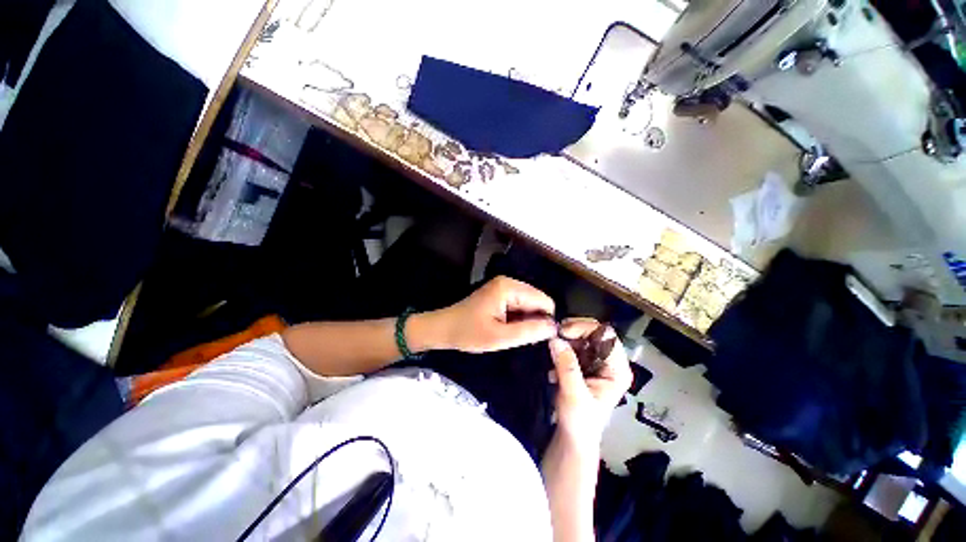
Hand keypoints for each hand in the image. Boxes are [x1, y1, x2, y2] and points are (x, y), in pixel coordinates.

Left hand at [428, 276, 556, 352]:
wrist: (444, 328)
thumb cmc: (469, 333)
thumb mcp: (499, 337)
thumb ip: (528, 331)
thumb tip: (555, 328)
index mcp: (509, 288)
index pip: (544, 301)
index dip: (546, 320)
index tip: (539, 339)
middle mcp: (509, 282)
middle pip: (538, 300)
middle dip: (536, 320)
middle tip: (523, 339)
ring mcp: (504, 286)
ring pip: (530, 304)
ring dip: (527, 320)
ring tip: (514, 334)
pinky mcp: (500, 293)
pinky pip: (520, 305)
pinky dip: (519, 318)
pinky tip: (509, 329)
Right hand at [549, 319, 632, 445]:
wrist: (573, 437)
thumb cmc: (580, 421)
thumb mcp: (574, 395)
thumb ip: (567, 367)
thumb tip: (555, 339)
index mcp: (617, 369)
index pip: (606, 335)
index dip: (584, 328)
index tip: (562, 332)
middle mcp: (610, 361)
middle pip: (594, 331)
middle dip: (572, 332)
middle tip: (553, 338)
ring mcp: (597, 361)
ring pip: (581, 336)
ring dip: (565, 340)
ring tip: (552, 354)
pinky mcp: (584, 363)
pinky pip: (573, 345)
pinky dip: (561, 348)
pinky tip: (553, 363)